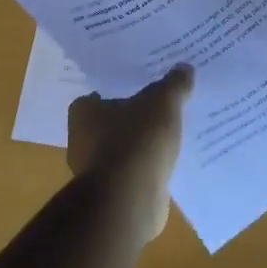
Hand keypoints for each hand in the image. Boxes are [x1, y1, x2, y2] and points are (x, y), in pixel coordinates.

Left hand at [67, 64, 193, 239]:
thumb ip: (174, 84)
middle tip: (163, 108)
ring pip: (124, 150)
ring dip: (143, 147)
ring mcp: (97, 172)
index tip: (142, 88)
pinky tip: (172, 164)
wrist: (130, 200)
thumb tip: (185, 67)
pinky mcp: (114, 196)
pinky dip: (149, 170)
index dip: (119, 91)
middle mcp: (82, 141)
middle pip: (112, 123)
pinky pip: (134, 174)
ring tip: (173, 136)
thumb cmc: (137, 140)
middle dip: (134, 119)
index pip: (97, 96)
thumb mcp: (162, 101)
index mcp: (83, 113)